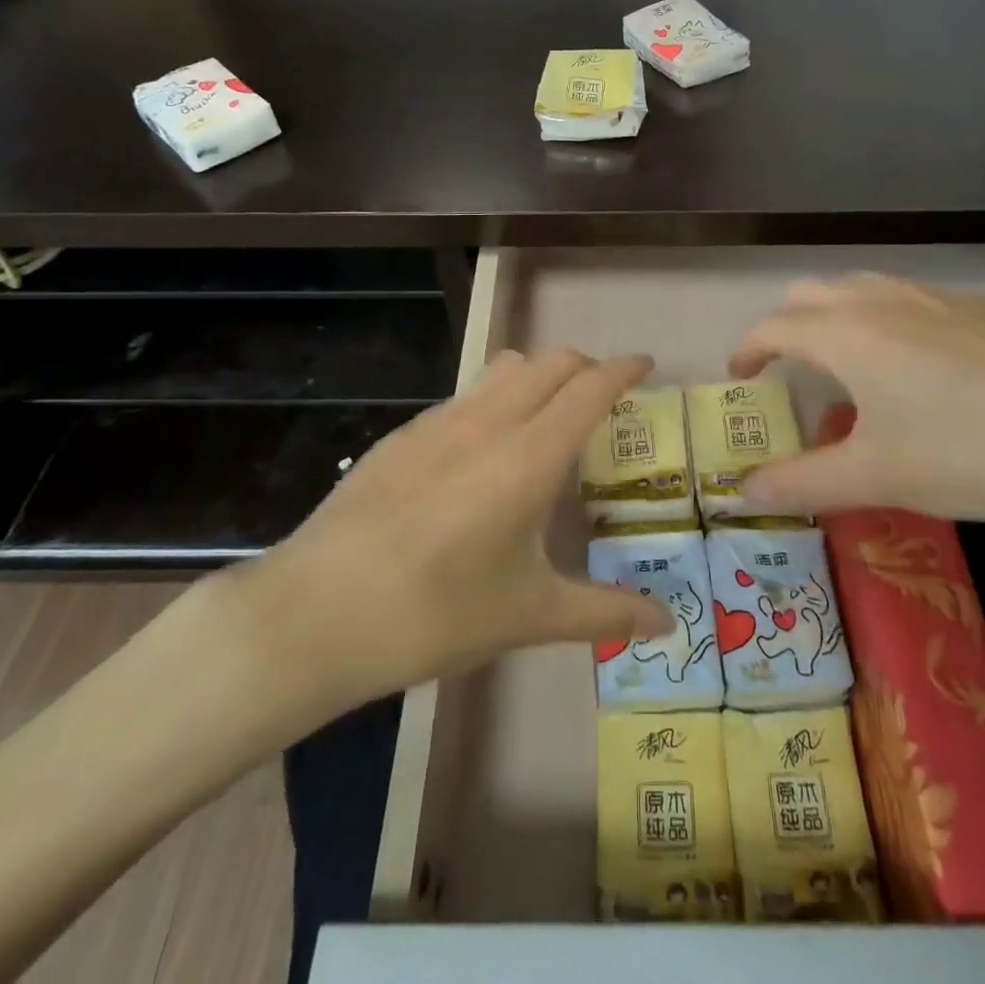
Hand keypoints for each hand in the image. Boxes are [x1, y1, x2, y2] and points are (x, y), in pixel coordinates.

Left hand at [204, 348, 674, 739]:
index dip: (624, 369)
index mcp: (530, 455)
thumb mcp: (530, 615)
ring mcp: (439, 422)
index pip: (591, 387)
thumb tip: (667, 622)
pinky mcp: (401, 435)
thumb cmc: (438, 613)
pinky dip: (493, 400)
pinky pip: (464, 396)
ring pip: (503, 369)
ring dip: (537, 375)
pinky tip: (480, 453)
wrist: (318, 612)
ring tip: (546, 416)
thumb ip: (606, 611)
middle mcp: (489, 421)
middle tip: (602, 397)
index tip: (646, 366)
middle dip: (585, 366)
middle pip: (550, 362)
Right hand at [729, 276, 984, 537]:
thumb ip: (801, 482)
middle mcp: (884, 300)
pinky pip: (912, 300)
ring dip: (836, 317)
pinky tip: (923, 368)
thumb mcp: (878, 478)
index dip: (747, 350)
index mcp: (848, 333)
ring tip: (848, 365)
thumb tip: (742, 492)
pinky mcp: (984, 308)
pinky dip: (888, 321)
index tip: (740, 378)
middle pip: (812, 294)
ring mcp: (938, 297)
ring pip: (863, 289)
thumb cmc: (972, 456)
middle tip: (788, 370)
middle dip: (787, 326)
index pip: (774, 326)